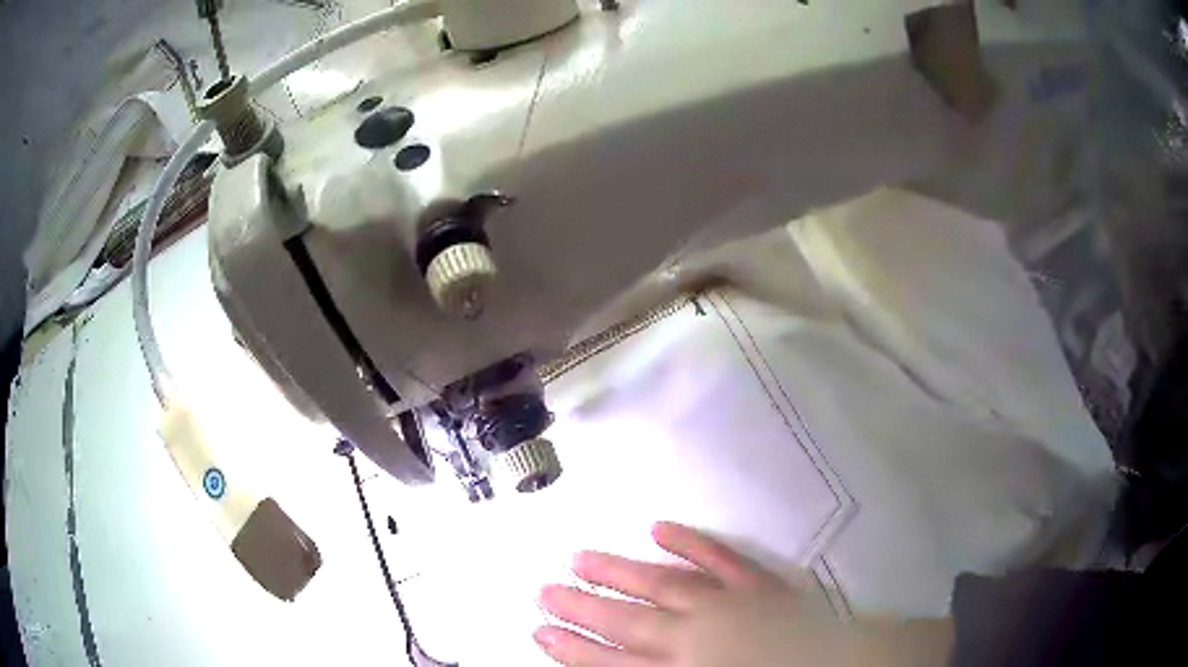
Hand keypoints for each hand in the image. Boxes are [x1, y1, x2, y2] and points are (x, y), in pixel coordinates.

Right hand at [534, 522, 952, 666]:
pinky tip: (662, 526)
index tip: (537, 630)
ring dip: (619, 569)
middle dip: (580, 605)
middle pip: (627, 619)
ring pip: (664, 583)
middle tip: (543, 587)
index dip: (572, 648)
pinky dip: (691, 542)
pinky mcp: (762, 583)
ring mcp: (733, 602)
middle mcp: (699, 634)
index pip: (612, 662)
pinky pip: (721, 559)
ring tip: (579, 555)